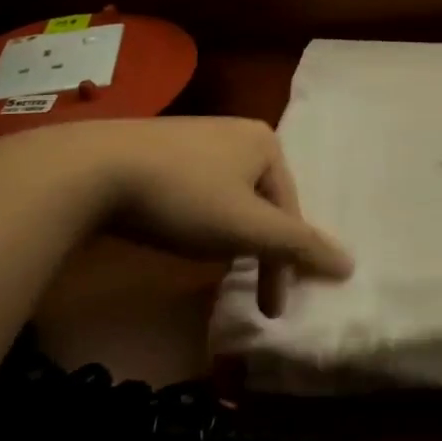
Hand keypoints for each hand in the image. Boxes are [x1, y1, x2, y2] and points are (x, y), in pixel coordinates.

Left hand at [1, 118, 350, 315]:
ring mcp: (195, 137)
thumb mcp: (247, 229)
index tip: (272, 309)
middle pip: (261, 202)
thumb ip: (299, 247)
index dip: (284, 262)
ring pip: (229, 197)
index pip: (289, 210)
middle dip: (259, 248)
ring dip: (230, 236)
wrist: (90, 170)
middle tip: (252, 292)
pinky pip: (196, 189)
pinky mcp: (158, 149)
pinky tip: (181, 233)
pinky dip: (200, 219)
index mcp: (266, 142)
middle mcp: (236, 131)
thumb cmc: (184, 197)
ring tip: (216, 267)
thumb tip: (351, 265)